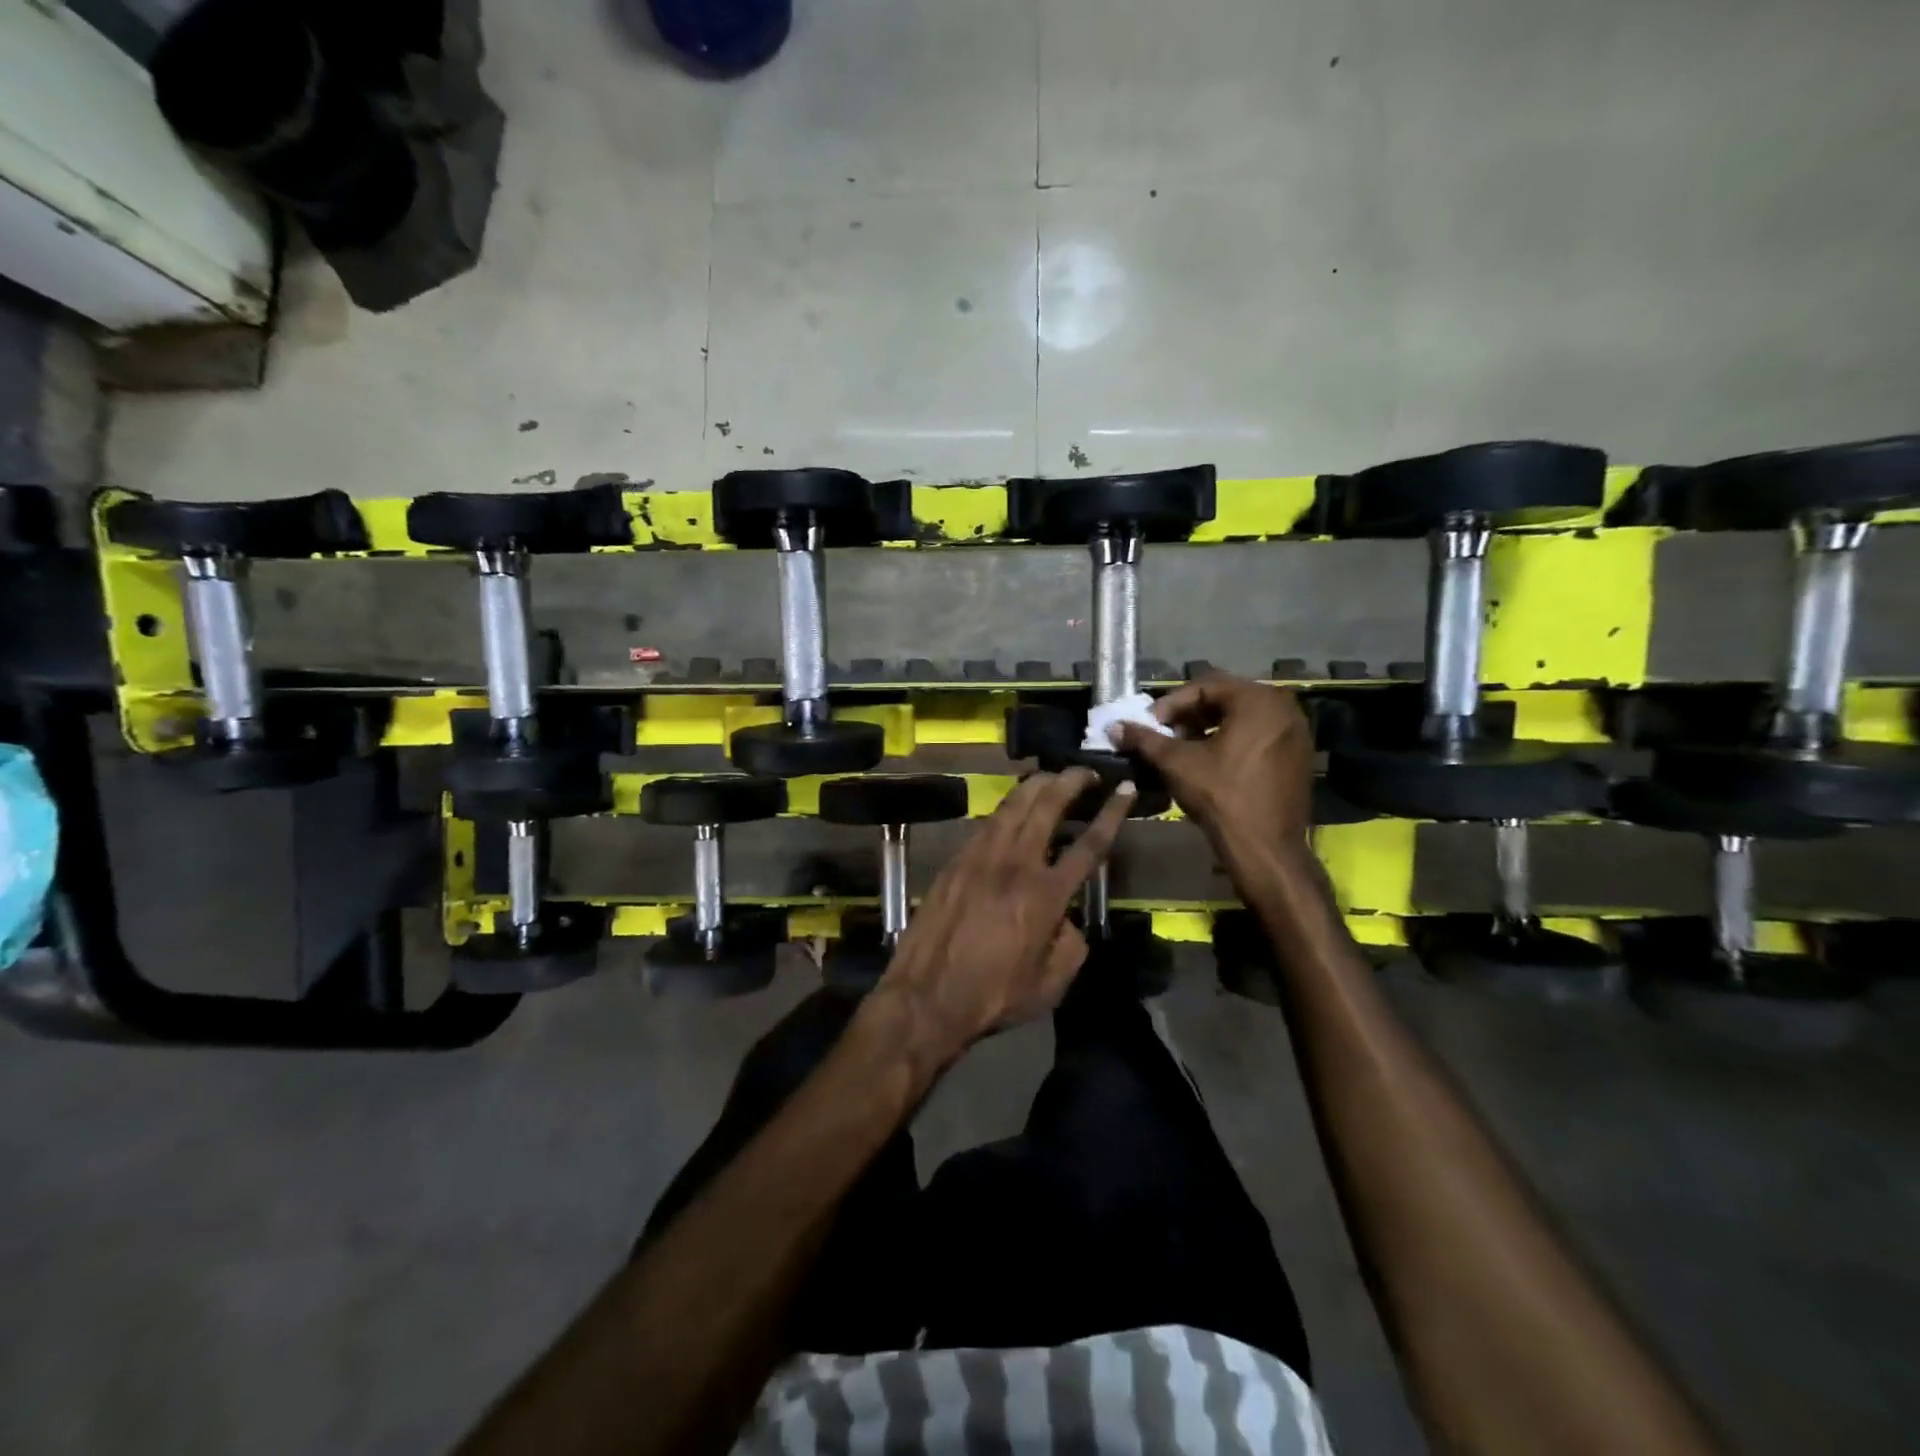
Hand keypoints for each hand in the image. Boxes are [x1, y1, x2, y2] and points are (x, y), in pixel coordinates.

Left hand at [873, 768, 1132, 1059]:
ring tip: (1052, 776)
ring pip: (1013, 805)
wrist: (926, 996)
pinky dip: (1006, 807)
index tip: (1123, 786)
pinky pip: (987, 822)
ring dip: (1036, 785)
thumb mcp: (1051, 984)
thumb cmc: (993, 996)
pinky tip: (1012, 807)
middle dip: (1071, 781)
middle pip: (1048, 806)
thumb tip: (1067, 920)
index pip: (1089, 843)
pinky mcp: (955, 861)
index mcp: (1046, 894)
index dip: (1111, 812)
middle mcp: (1016, 864)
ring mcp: (981, 857)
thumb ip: (1071, 945)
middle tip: (1086, 771)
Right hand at [1114, 673, 1313, 858]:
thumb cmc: (1221, 797)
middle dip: (1190, 714)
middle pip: (1226, 698)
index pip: (1205, 686)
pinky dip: (1232, 740)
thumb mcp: (1177, 763)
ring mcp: (1296, 732)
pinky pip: (1259, 735)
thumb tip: (1114, 727)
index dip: (1171, 703)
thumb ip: (1145, 739)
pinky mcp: (1298, 756)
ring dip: (1209, 726)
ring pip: (1243, 717)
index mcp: (1258, 700)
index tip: (1149, 724)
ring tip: (1183, 747)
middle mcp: (1284, 707)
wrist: (1266, 849)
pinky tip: (1211, 761)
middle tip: (1164, 733)